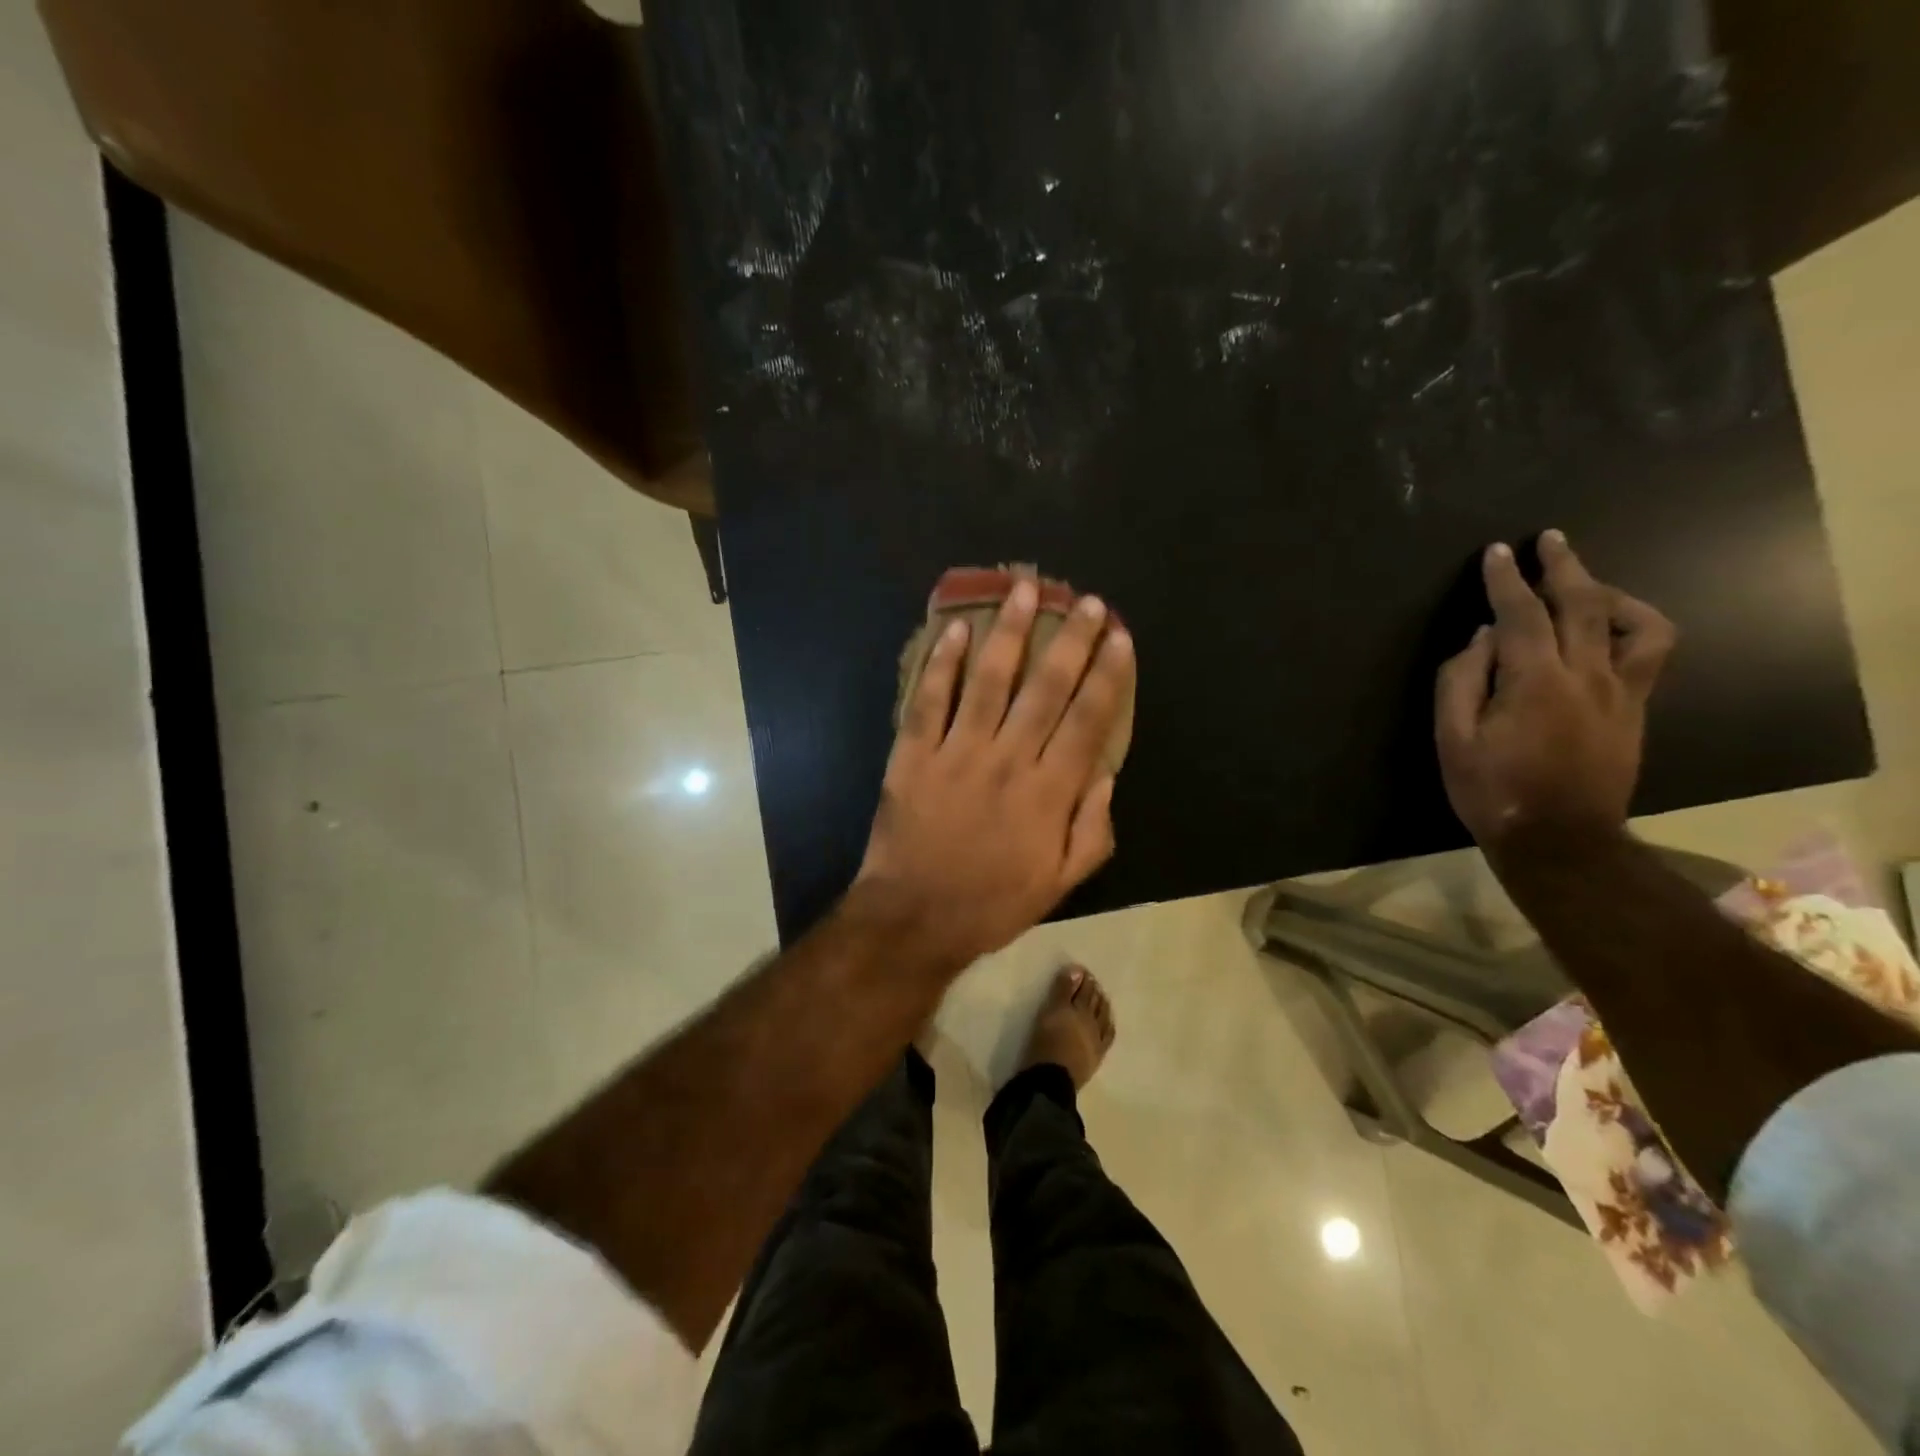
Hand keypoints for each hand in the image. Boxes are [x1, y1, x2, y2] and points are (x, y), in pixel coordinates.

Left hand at [851, 579, 1134, 972]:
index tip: (1119, 637)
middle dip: (1071, 639)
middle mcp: (1010, 760)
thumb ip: (1093, 830)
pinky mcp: (914, 754)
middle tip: (1086, 601)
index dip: (1108, 674)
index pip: (1089, 720)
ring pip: (990, 679)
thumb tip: (1106, 775)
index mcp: (1050, 792)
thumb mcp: (1061, 883)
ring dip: (1010, 631)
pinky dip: (943, 663)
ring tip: (1025, 589)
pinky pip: (930, 699)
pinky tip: (958, 629)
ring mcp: (958, 752)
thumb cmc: (992, 903)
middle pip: (1047, 687)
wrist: (914, 918)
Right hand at [1436, 530, 1675, 851]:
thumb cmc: (1492, 790)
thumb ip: (1461, 682)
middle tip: (1548, 540)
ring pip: (1633, 623)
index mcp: (1536, 683)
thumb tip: (1481, 638)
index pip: (1522, 615)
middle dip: (1563, 567)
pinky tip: (1608, 628)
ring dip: (1608, 593)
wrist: (1560, 839)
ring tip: (1584, 585)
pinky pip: (1648, 652)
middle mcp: (1588, 677)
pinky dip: (1631, 626)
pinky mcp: (1636, 709)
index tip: (1496, 552)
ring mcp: (1622, 692)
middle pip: (1583, 605)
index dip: (1507, 580)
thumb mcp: (1452, 739)